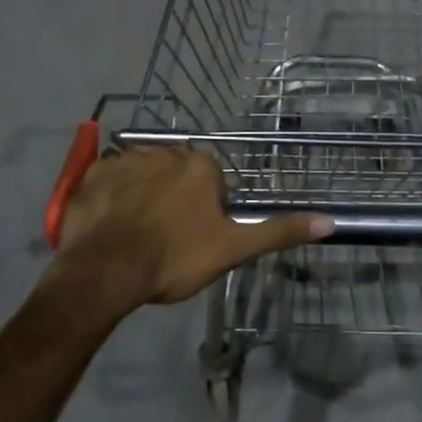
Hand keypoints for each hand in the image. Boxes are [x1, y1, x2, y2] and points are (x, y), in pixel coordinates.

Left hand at [54, 146, 333, 307]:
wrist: (106, 270)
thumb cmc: (175, 257)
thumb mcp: (233, 249)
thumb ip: (278, 232)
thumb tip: (329, 221)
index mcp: (200, 165)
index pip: (212, 182)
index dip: (206, 212)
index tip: (195, 239)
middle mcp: (164, 151)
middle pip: (176, 175)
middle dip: (174, 200)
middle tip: (166, 239)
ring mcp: (125, 160)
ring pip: (142, 176)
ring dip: (142, 197)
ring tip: (135, 236)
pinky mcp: (93, 173)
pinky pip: (108, 181)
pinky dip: (111, 198)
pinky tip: (109, 226)